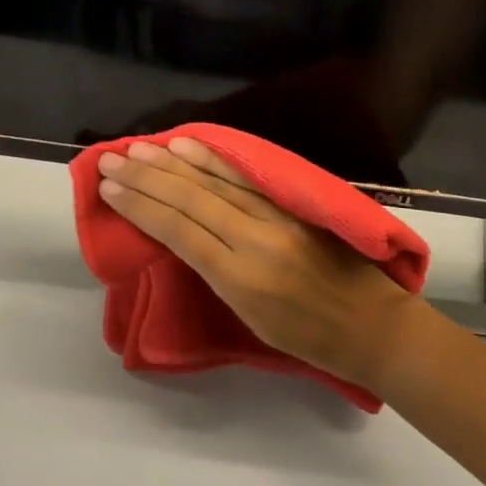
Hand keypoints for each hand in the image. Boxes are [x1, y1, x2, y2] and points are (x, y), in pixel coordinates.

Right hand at [97, 138, 418, 390]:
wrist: (377, 326)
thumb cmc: (312, 340)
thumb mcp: (251, 320)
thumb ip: (215, 273)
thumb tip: (180, 235)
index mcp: (240, 277)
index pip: (178, 230)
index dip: (139, 206)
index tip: (108, 189)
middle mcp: (254, 238)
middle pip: (189, 198)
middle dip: (144, 177)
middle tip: (110, 160)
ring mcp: (275, 215)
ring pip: (212, 181)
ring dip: (170, 163)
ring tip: (136, 148)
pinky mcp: (291, 202)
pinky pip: (243, 176)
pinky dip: (211, 159)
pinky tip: (187, 145)